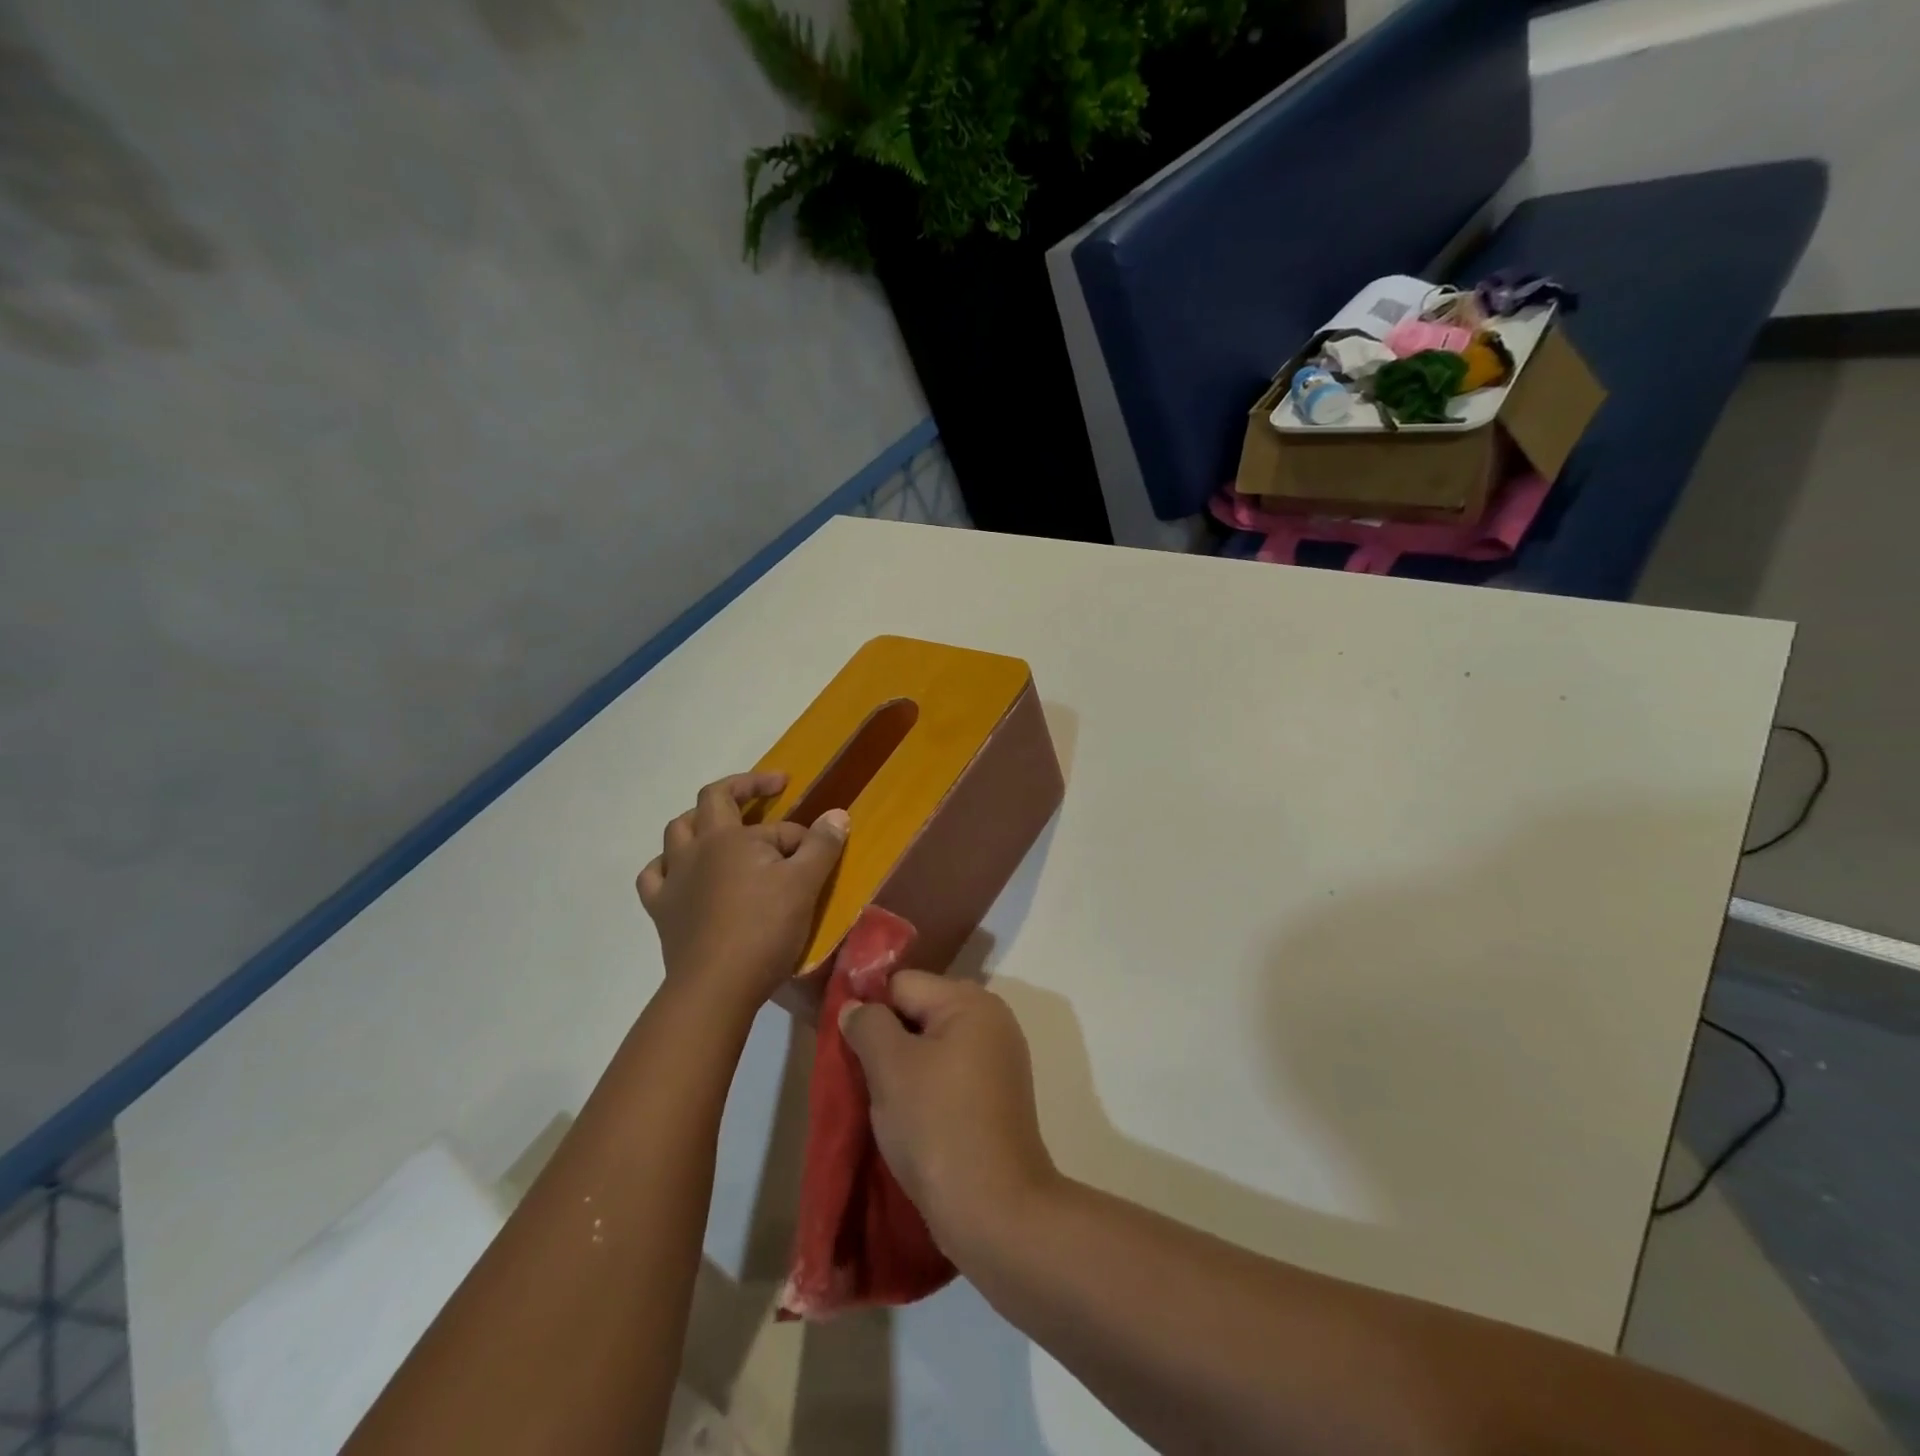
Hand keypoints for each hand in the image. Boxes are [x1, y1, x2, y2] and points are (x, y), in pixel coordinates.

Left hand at [637, 772, 848, 1011]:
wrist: (716, 987)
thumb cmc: (764, 930)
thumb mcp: (805, 884)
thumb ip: (822, 845)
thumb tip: (837, 814)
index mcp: (731, 837)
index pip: (775, 826)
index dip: (801, 836)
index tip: (819, 852)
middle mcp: (697, 848)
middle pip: (711, 800)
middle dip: (741, 789)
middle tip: (767, 791)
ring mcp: (674, 878)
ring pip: (676, 832)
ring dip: (699, 821)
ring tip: (720, 828)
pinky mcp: (661, 910)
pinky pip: (654, 876)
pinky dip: (667, 866)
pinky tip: (680, 872)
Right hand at [841, 972, 1058, 1258]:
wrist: (995, 1210)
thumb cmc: (937, 1125)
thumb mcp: (890, 1067)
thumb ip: (867, 1025)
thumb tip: (856, 1007)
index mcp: (970, 1002)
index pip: (902, 984)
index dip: (870, 1010)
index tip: (847, 1049)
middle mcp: (991, 1020)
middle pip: (919, 1011)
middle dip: (886, 1040)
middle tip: (862, 1078)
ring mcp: (998, 1060)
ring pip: (931, 1047)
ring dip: (903, 1068)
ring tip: (881, 1103)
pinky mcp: (997, 1097)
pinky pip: (948, 1075)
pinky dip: (925, 1089)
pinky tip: (909, 1120)